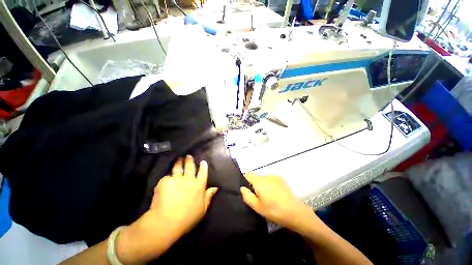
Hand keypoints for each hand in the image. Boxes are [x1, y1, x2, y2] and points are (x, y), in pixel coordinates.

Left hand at [149, 155, 217, 233]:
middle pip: (190, 167)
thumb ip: (209, 196)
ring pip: (178, 168)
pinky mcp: (165, 181)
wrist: (166, 222)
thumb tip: (216, 187)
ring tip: (178, 160)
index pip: (203, 172)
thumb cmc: (187, 218)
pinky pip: (166, 177)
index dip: (203, 166)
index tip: (203, 161)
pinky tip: (166, 178)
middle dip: (189, 160)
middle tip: (188, 156)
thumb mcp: (202, 209)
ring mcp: (177, 179)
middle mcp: (189, 180)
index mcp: (199, 185)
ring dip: (179, 163)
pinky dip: (167, 178)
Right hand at [240, 171, 315, 232]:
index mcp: (260, 182)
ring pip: (264, 178)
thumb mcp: (258, 207)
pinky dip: (271, 184)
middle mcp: (267, 176)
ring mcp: (275, 177)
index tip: (249, 189)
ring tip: (270, 197)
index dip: (246, 179)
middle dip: (256, 185)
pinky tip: (276, 194)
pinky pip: (271, 179)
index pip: (248, 174)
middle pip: (257, 177)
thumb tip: (242, 188)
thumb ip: (247, 196)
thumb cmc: (274, 211)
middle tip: (260, 198)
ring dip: (264, 185)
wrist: (296, 212)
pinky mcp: (282, 179)